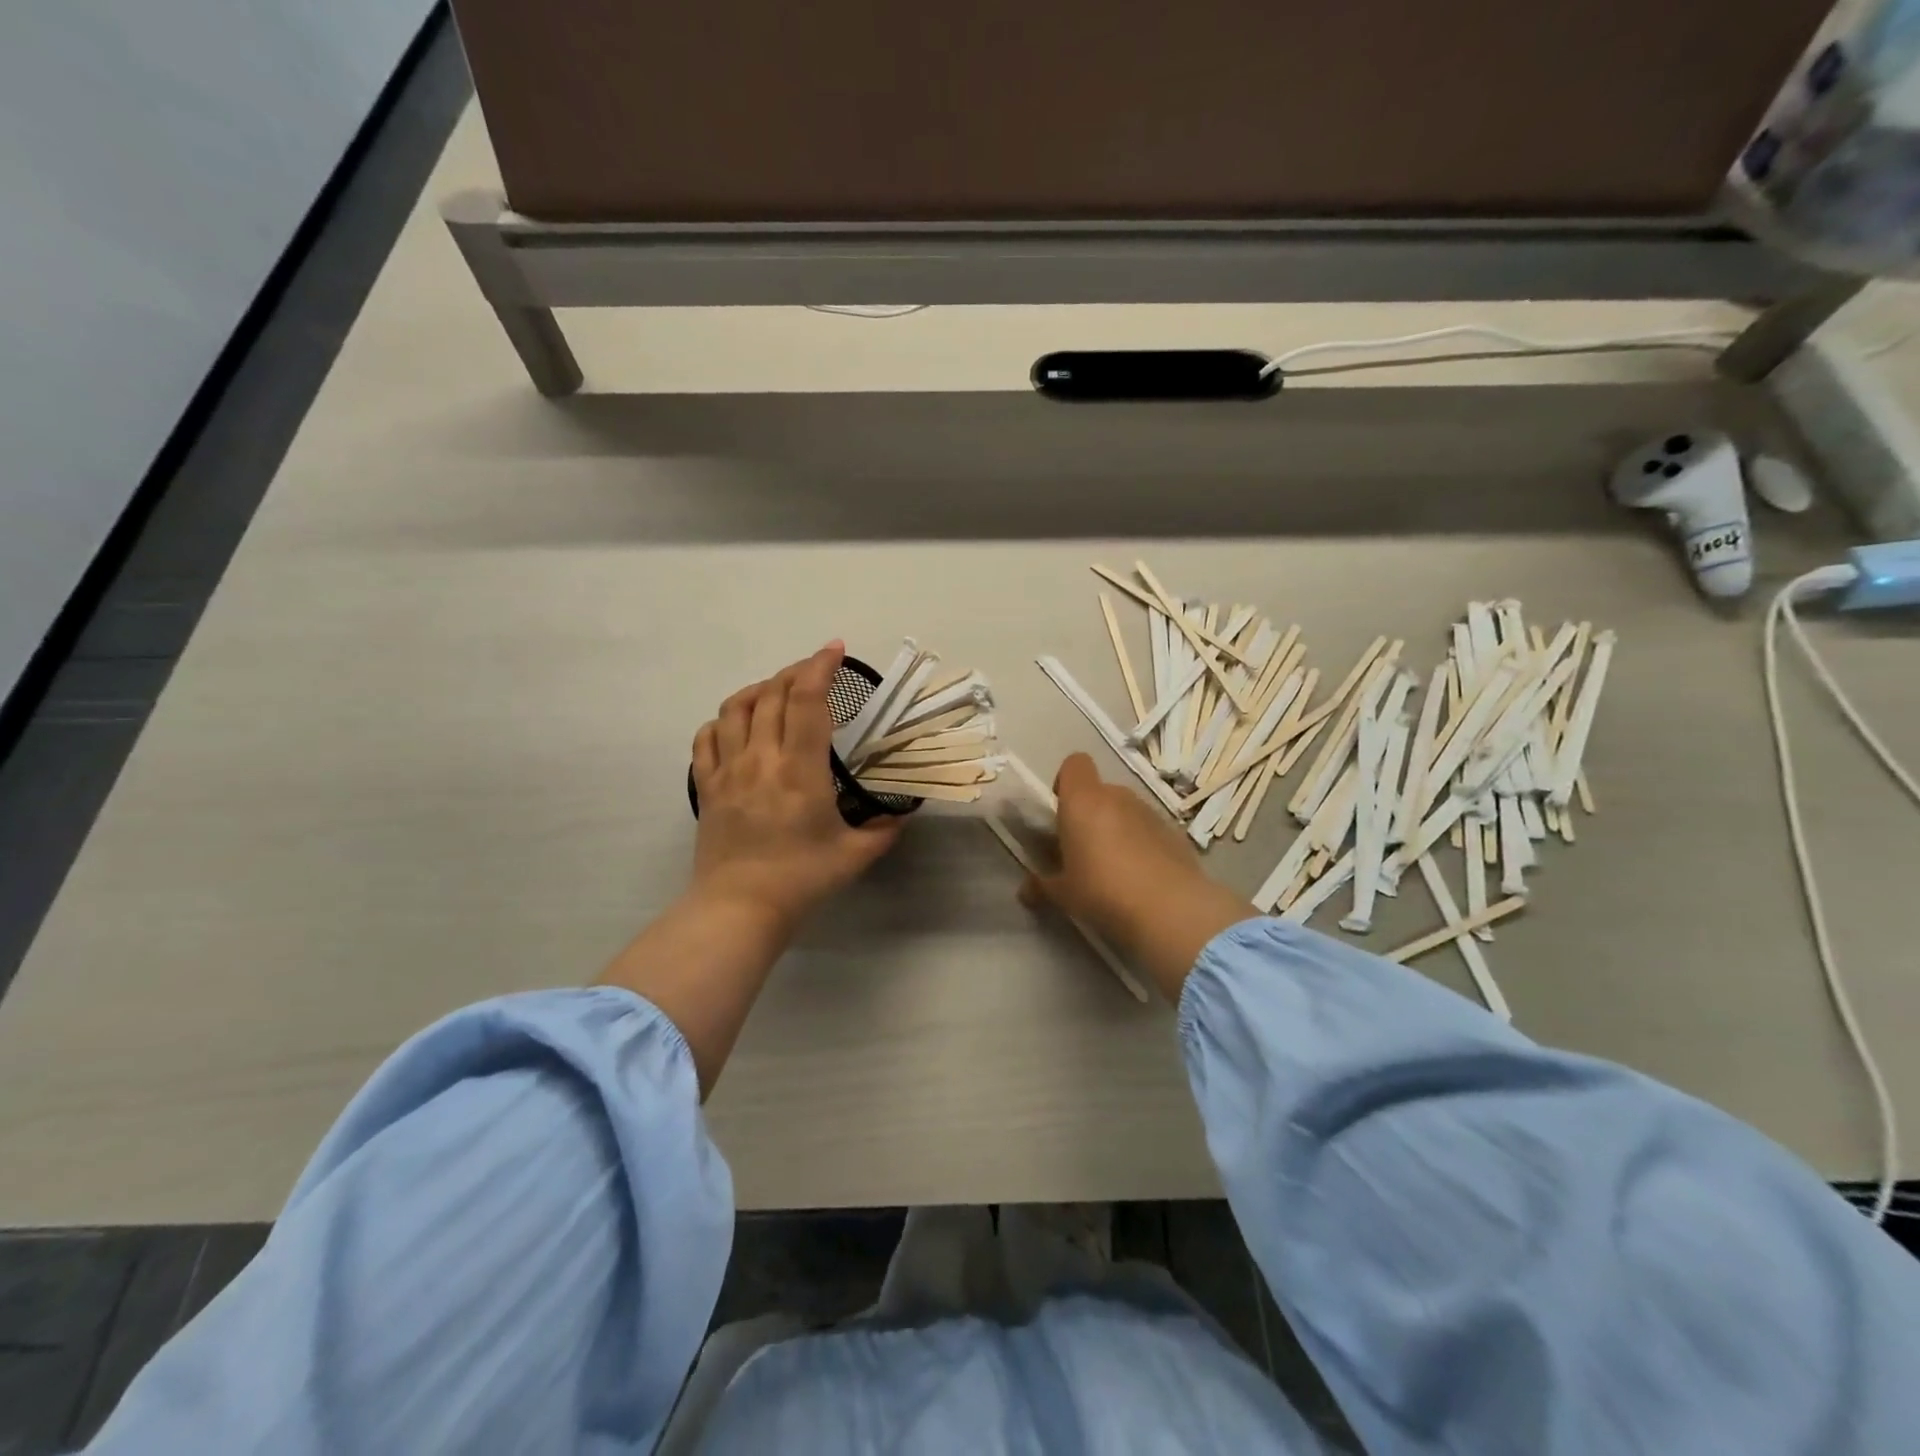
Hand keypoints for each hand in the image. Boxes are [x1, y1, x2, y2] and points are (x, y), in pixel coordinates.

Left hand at [690, 642, 904, 931]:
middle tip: (815, 671)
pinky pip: (706, 738)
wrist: (739, 908)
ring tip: (776, 691)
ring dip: (758, 689)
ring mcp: (728, 770)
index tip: (835, 650)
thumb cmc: (801, 879)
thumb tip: (899, 814)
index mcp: (800, 769)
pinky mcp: (707, 787)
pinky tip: (736, 725)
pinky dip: (722, 721)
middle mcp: (761, 758)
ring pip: (735, 708)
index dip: (821, 666)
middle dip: (795, 672)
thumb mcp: (855, 855)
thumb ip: (883, 830)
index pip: (808, 700)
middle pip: (772, 694)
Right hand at [1021, 753, 1252, 998]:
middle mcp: (1117, 797)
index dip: (1065, 782)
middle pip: (1099, 791)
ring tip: (1115, 868)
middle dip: (1090, 813)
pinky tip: (1143, 878)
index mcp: (1083, 801)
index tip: (1061, 812)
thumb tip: (1025, 891)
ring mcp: (1150, 812)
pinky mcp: (1175, 832)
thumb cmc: (1103, 891)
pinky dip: (1143, 844)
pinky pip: (1149, 830)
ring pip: (1126, 810)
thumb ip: (1042, 886)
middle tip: (1084, 850)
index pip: (1074, 764)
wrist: (1170, 909)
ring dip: (1117, 829)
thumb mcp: (1064, 894)